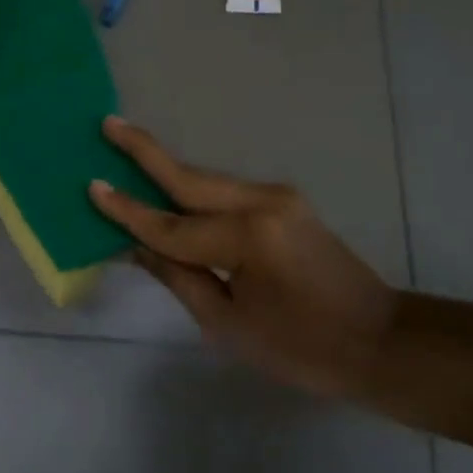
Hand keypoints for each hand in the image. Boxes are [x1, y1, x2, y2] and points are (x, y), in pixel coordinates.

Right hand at [89, 117, 397, 397]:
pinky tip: (170, 186)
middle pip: (188, 177)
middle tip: (108, 124)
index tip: (92, 187)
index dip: (128, 211)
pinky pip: (225, 192)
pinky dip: (193, 189)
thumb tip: (135, 246)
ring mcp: (276, 197)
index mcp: (246, 237)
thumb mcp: (229, 325)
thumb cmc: (303, 348)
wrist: (381, 342)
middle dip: (144, 150)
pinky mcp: (284, 202)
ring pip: (206, 180)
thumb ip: (178, 276)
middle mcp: (261, 202)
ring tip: (126, 148)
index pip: (170, 225)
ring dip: (167, 168)